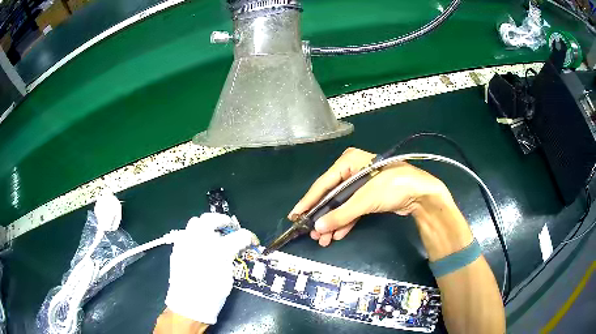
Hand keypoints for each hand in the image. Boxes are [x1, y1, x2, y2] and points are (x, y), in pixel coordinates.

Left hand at [165, 213, 257, 323]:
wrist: (189, 304)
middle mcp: (200, 240)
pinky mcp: (177, 247)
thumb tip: (234, 246)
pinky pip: (187, 233)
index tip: (252, 240)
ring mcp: (185, 242)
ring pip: (195, 222)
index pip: (238, 236)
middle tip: (230, 229)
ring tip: (213, 235)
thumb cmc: (212, 293)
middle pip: (210, 218)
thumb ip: (231, 255)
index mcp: (217, 250)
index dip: (248, 236)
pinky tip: (200, 246)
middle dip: (223, 221)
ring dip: (207, 225)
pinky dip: (196, 234)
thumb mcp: (228, 275)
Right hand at [289, 147, 449, 246]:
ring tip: (322, 239)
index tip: (295, 215)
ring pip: (340, 205)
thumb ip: (341, 214)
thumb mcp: (365, 199)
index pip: (323, 184)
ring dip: (333, 222)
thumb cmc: (393, 186)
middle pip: (331, 196)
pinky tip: (337, 235)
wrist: (421, 194)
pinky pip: (352, 210)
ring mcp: (360, 185)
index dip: (308, 201)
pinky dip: (345, 222)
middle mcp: (351, 171)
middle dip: (322, 216)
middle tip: (310, 233)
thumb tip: (317, 227)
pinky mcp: (368, 197)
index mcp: (348, 162)